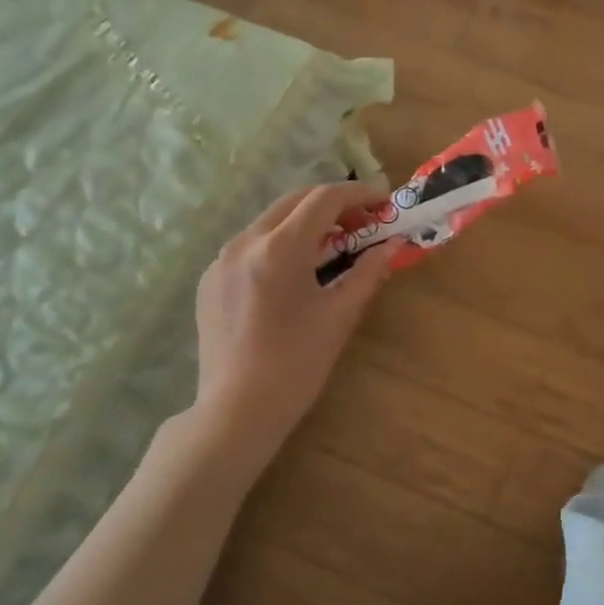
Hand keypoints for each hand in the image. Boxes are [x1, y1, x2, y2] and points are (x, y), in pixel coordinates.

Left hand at [186, 182, 396, 466]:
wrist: (237, 410)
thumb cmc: (297, 363)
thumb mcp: (340, 315)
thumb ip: (368, 272)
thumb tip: (392, 245)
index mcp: (279, 248)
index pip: (325, 198)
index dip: (360, 195)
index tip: (384, 204)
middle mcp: (245, 242)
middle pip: (295, 201)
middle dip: (334, 205)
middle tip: (364, 224)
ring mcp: (221, 259)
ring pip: (271, 221)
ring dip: (306, 223)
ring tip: (334, 247)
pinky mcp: (210, 279)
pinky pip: (251, 245)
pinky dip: (280, 244)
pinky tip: (297, 273)